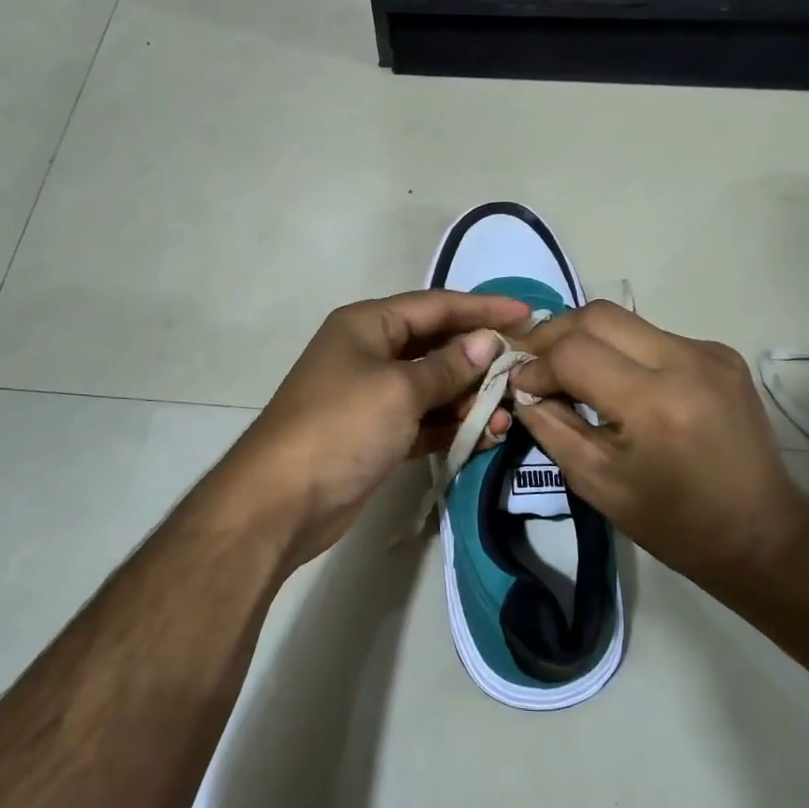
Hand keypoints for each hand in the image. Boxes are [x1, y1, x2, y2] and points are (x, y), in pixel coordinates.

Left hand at [225, 289, 533, 566]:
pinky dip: (452, 426)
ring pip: (434, 387)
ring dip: (470, 398)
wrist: (281, 501)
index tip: (527, 314)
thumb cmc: (341, 426)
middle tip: (525, 369)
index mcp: (368, 325)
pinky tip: (487, 435)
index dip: (482, 309)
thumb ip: (447, 366)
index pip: (436, 305)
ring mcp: (373, 396)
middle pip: (437, 345)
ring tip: (510, 413)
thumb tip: (487, 343)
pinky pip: (424, 421)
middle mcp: (371, 353)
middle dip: (480, 358)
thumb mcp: (399, 389)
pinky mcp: (378, 435)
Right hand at [511, 302, 808, 581]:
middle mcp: (685, 362)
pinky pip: (654, 336)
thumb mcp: (596, 483)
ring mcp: (709, 352)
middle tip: (533, 361)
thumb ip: (552, 426)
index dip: (536, 365)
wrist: (762, 533)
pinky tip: (616, 380)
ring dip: (587, 339)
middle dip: (554, 333)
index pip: (574, 353)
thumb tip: (524, 387)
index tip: (521, 386)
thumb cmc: (674, 522)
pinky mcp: (721, 353)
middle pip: (598, 316)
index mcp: (653, 404)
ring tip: (567, 369)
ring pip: (626, 320)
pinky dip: (623, 350)